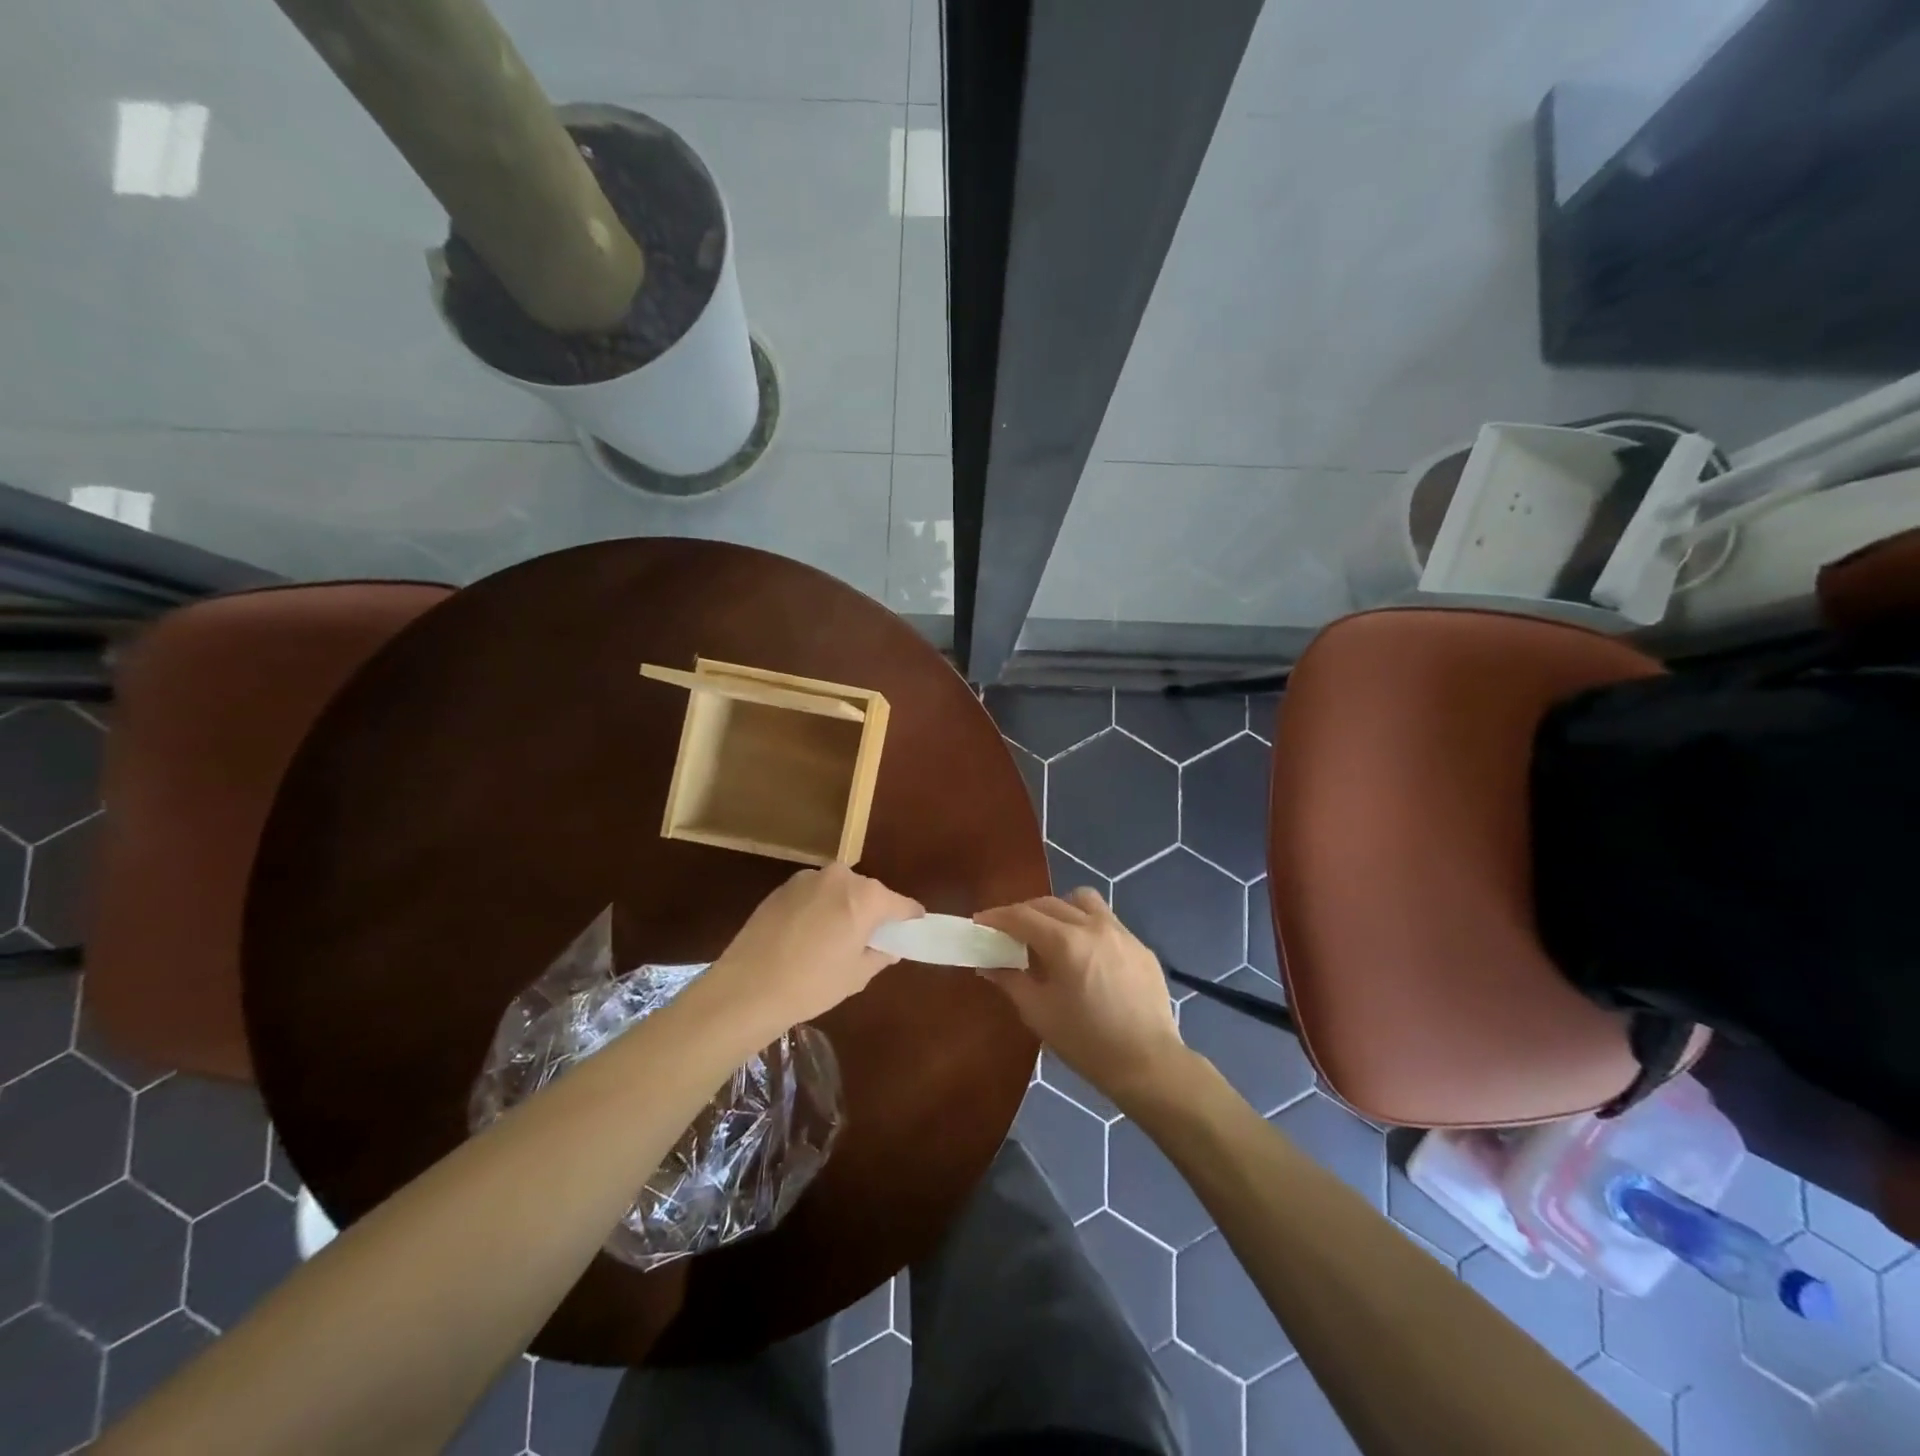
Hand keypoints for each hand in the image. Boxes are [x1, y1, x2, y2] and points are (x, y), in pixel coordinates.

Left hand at [706, 863, 923, 1031]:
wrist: (747, 988)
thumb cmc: (812, 984)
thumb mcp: (856, 975)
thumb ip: (880, 954)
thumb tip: (889, 947)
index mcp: (866, 897)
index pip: (901, 904)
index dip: (910, 918)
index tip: (913, 929)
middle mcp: (840, 877)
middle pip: (868, 892)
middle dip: (872, 911)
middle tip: (868, 939)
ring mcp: (808, 878)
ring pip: (839, 890)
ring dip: (843, 907)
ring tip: (833, 939)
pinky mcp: (782, 887)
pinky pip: (814, 894)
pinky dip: (818, 908)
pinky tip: (806, 936)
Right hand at [975, 888, 1190, 1107]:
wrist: (1148, 1063)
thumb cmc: (1086, 1042)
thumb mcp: (1039, 1013)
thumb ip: (1011, 981)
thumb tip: (987, 964)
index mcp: (1066, 943)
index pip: (1022, 916)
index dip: (997, 917)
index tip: (980, 922)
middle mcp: (1093, 926)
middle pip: (1049, 903)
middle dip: (1024, 913)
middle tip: (1009, 932)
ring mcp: (1121, 932)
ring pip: (1083, 901)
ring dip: (1060, 908)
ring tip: (1051, 933)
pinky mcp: (1140, 946)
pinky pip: (1107, 921)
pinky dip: (1087, 926)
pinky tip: (1085, 955)